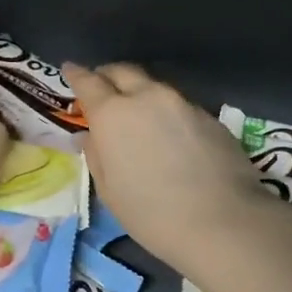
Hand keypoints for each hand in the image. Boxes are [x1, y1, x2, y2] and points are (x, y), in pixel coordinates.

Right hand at [64, 61, 266, 274]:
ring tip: (136, 116)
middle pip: (124, 72)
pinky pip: (179, 106)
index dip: (76, 74)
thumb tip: (90, 136)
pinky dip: (166, 113)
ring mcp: (183, 104)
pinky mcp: (210, 117)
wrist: (222, 222)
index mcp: (113, 114)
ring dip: (140, 94)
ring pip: (154, 88)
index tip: (69, 68)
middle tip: (101, 88)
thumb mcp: (109, 190)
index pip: (88, 82)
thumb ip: (96, 156)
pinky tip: (169, 136)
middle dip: (108, 75)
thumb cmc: (151, 213)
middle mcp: (148, 97)